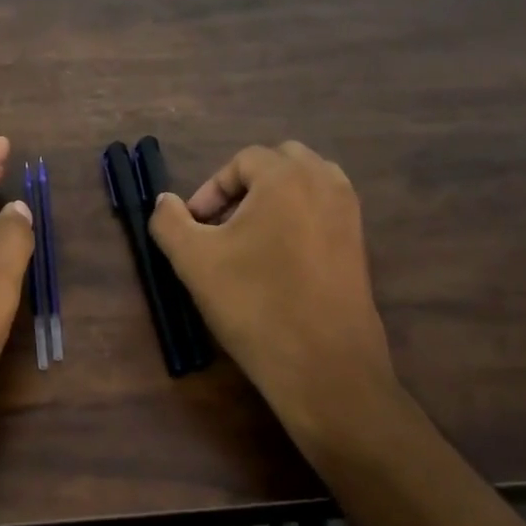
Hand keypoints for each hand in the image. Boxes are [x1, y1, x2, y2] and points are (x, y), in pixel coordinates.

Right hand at [149, 141, 402, 449]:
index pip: (243, 160)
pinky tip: (279, 260)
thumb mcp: (193, 260)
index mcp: (286, 176)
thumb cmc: (254, 304)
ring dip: (275, 198)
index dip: (211, 189)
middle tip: (222, 225)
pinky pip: (324, 210)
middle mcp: (325, 183)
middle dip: (246, 186)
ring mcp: (349, 213)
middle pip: (281, 162)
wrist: (322, 365)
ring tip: (250, 238)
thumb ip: (169, 221)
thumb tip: (166, 201)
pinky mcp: (360, 244)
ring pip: (307, 183)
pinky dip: (299, 218)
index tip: (195, 226)